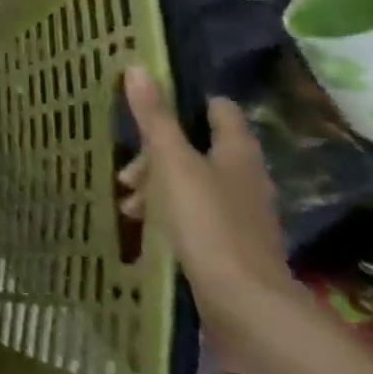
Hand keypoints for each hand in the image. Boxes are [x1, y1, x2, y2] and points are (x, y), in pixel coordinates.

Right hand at [120, 67, 300, 365]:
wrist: (246, 305)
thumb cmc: (208, 223)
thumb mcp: (173, 164)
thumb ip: (154, 118)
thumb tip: (137, 68)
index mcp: (236, 152)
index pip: (216, 109)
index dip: (184, 102)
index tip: (146, 106)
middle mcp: (244, 177)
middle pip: (195, 147)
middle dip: (155, 155)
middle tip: (127, 172)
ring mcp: (239, 213)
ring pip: (190, 182)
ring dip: (156, 186)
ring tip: (129, 206)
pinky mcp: (229, 243)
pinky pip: (191, 214)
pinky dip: (166, 214)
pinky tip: (145, 228)